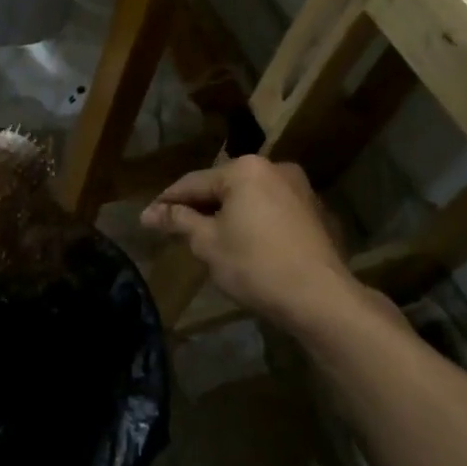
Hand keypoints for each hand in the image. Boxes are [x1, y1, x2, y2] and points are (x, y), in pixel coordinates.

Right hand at [142, 156, 371, 329]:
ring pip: (248, 197)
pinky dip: (252, 220)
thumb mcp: (208, 244)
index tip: (147, 219)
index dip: (167, 202)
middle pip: (223, 186)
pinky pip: (270, 209)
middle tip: (174, 228)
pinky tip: (242, 243)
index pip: (193, 182)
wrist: (319, 297)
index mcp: (244, 169)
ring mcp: (299, 188)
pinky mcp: (314, 211)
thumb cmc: (255, 265)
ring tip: (205, 237)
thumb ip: (179, 221)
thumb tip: (149, 213)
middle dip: (198, 206)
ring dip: (226, 213)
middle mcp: (274, 168)